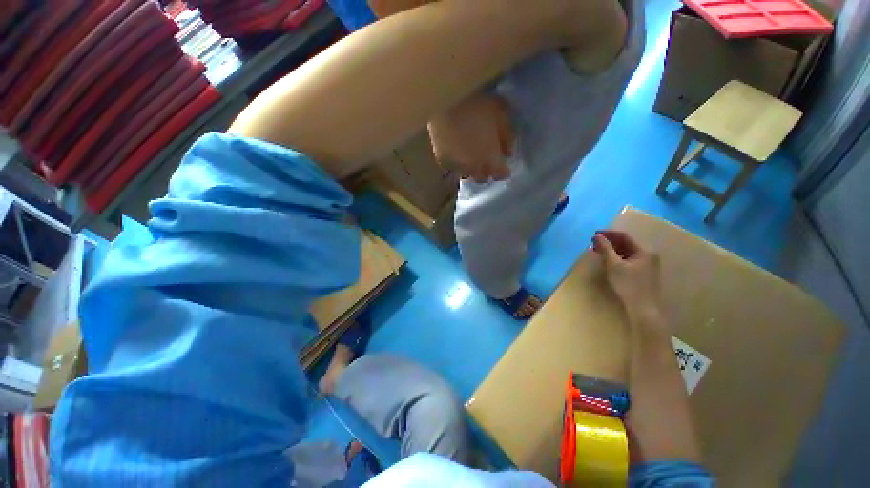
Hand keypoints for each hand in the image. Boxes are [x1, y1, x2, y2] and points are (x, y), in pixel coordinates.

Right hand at [427, 92, 513, 182]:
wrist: (447, 99)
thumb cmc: (478, 104)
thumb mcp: (501, 116)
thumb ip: (507, 137)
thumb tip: (508, 154)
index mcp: (491, 159)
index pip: (500, 175)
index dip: (503, 171)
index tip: (504, 166)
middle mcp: (474, 168)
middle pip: (483, 178)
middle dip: (487, 172)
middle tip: (487, 161)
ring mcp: (457, 166)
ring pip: (467, 175)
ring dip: (471, 169)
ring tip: (471, 158)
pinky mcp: (443, 161)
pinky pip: (453, 168)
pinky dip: (457, 164)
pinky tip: (457, 153)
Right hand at [592, 230, 661, 318]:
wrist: (643, 309)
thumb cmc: (628, 285)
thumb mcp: (614, 265)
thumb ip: (605, 249)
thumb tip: (597, 237)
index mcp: (644, 251)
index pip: (624, 236)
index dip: (608, 234)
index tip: (593, 234)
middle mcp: (648, 255)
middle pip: (626, 243)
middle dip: (609, 242)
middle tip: (593, 243)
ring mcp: (647, 264)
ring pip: (627, 252)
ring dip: (612, 250)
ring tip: (598, 251)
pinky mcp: (644, 273)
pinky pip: (628, 259)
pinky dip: (617, 258)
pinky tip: (608, 261)